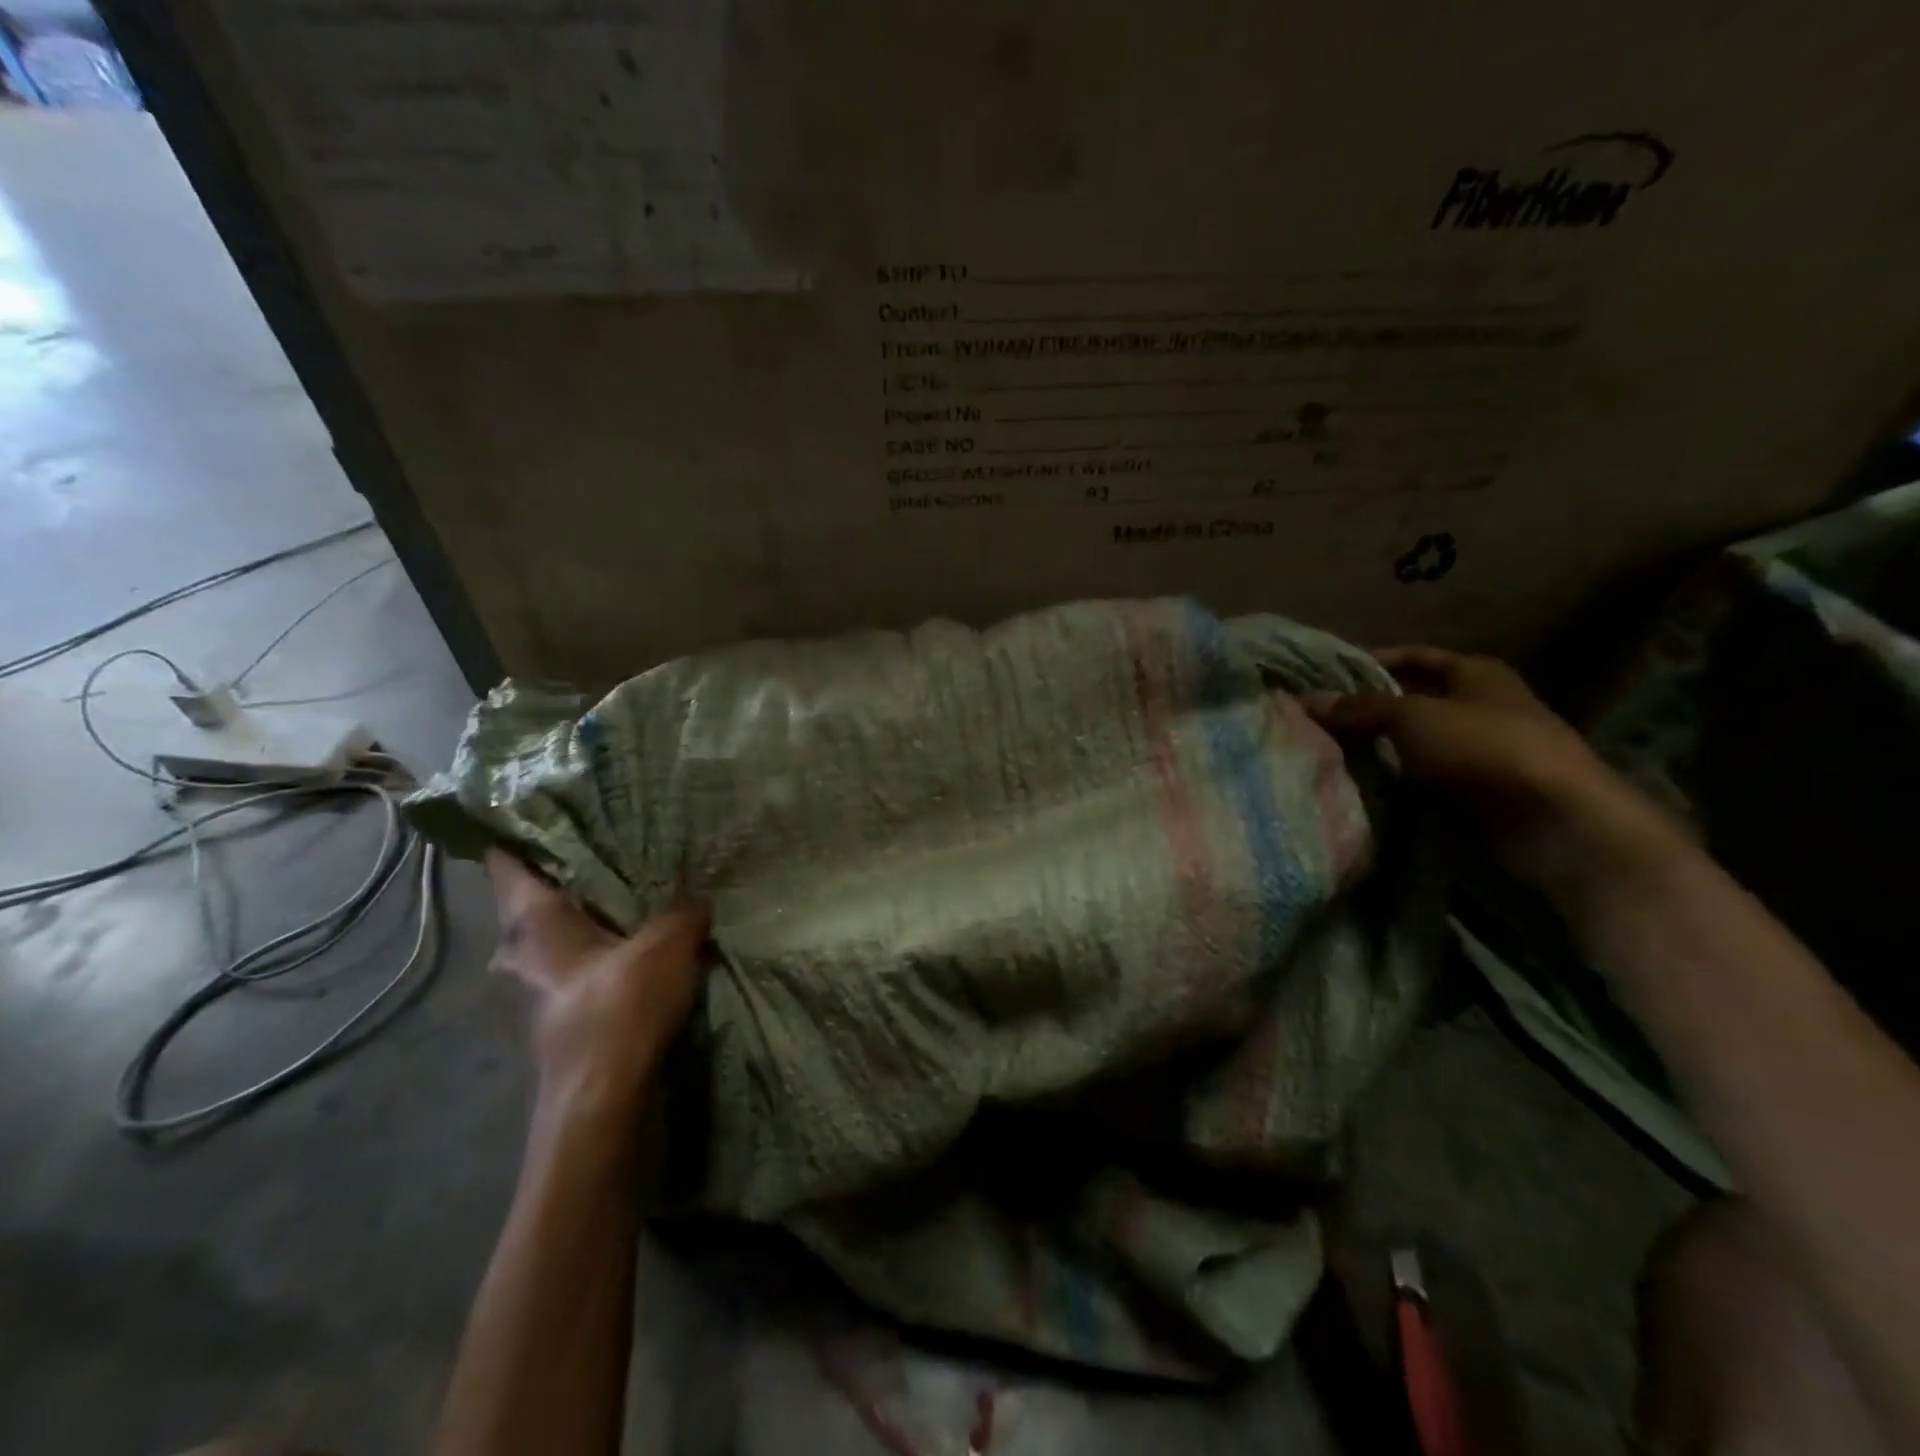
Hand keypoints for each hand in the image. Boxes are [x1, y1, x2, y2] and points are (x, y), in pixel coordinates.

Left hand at [487, 851, 710, 1116]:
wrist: (604, 1104)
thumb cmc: (619, 1010)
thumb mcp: (667, 944)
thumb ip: (683, 910)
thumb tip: (697, 896)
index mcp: (533, 924)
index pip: (508, 864)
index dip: (518, 832)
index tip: (542, 803)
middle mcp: (525, 953)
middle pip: (535, 900)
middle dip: (567, 874)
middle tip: (612, 842)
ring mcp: (542, 991)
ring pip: (561, 936)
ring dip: (592, 915)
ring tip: (637, 887)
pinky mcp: (567, 1017)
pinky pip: (585, 964)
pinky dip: (608, 948)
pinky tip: (645, 941)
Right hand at [1302, 647, 1673, 884]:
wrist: (1554, 821)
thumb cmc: (1486, 747)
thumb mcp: (1414, 716)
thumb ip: (1360, 707)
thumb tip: (1307, 700)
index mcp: (1476, 674)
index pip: (1415, 656)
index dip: (1372, 662)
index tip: (1325, 675)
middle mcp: (1479, 707)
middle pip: (1411, 702)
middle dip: (1365, 710)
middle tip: (1314, 718)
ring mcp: (1479, 753)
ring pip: (1412, 744)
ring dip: (1375, 750)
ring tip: (1323, 752)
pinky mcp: (1475, 794)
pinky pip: (1421, 780)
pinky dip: (1392, 782)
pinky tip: (1356, 785)